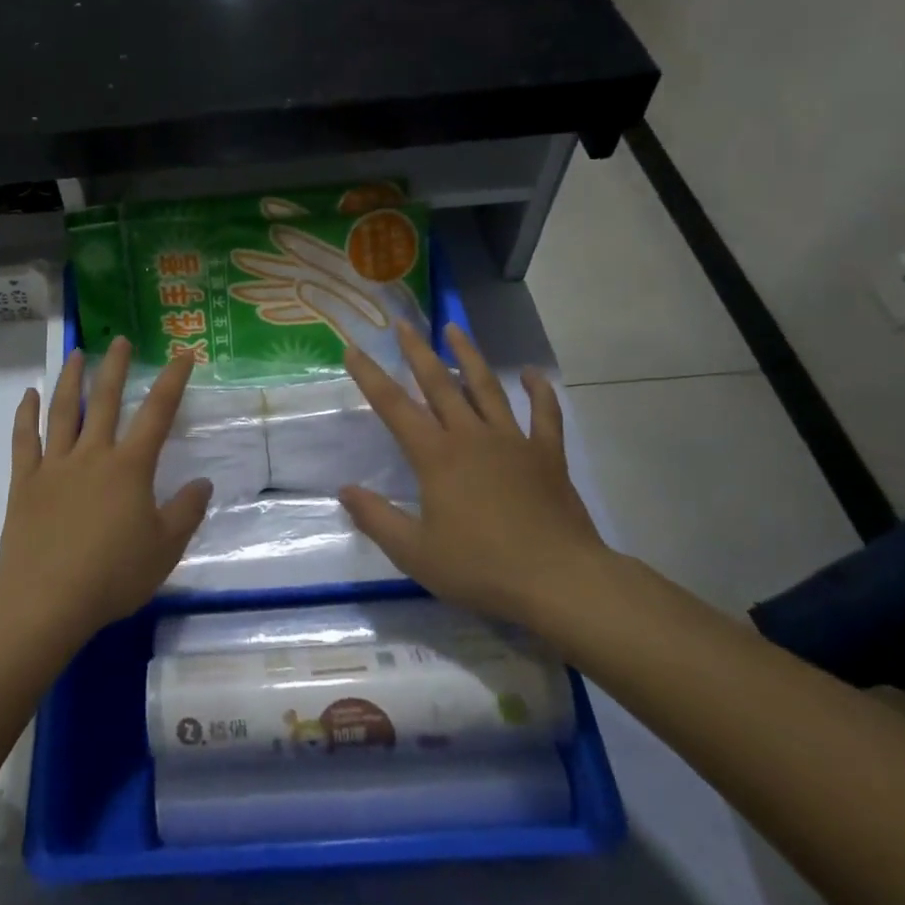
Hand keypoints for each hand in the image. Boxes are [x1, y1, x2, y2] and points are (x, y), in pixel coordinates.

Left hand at [0, 338, 211, 640]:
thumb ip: (186, 512)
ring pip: (62, 411)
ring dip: (70, 380)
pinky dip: (25, 414)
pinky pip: (24, 440)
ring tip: (76, 354)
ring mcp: (55, 465)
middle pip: (105, 400)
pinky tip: (28, 395)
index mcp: (130, 467)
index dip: (172, 381)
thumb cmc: (112, 574)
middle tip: (119, 339)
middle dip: (115, 367)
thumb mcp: (164, 548)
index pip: (157, 414)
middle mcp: (92, 455)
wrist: (47, 598)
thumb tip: (203, 482)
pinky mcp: (25, 481)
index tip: (182, 354)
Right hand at [339, 321, 607, 627]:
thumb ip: (376, 519)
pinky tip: (533, 374)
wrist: (559, 581)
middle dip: (417, 351)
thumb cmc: (481, 567)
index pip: (393, 406)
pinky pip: (544, 414)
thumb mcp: (416, 553)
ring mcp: (512, 441)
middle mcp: (471, 436)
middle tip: (403, 323)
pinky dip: (539, 391)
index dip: (370, 376)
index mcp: (436, 456)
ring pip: (486, 387)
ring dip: (468, 356)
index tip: (353, 348)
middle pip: (439, 383)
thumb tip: (344, 490)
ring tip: (454, 328)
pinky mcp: (547, 455)